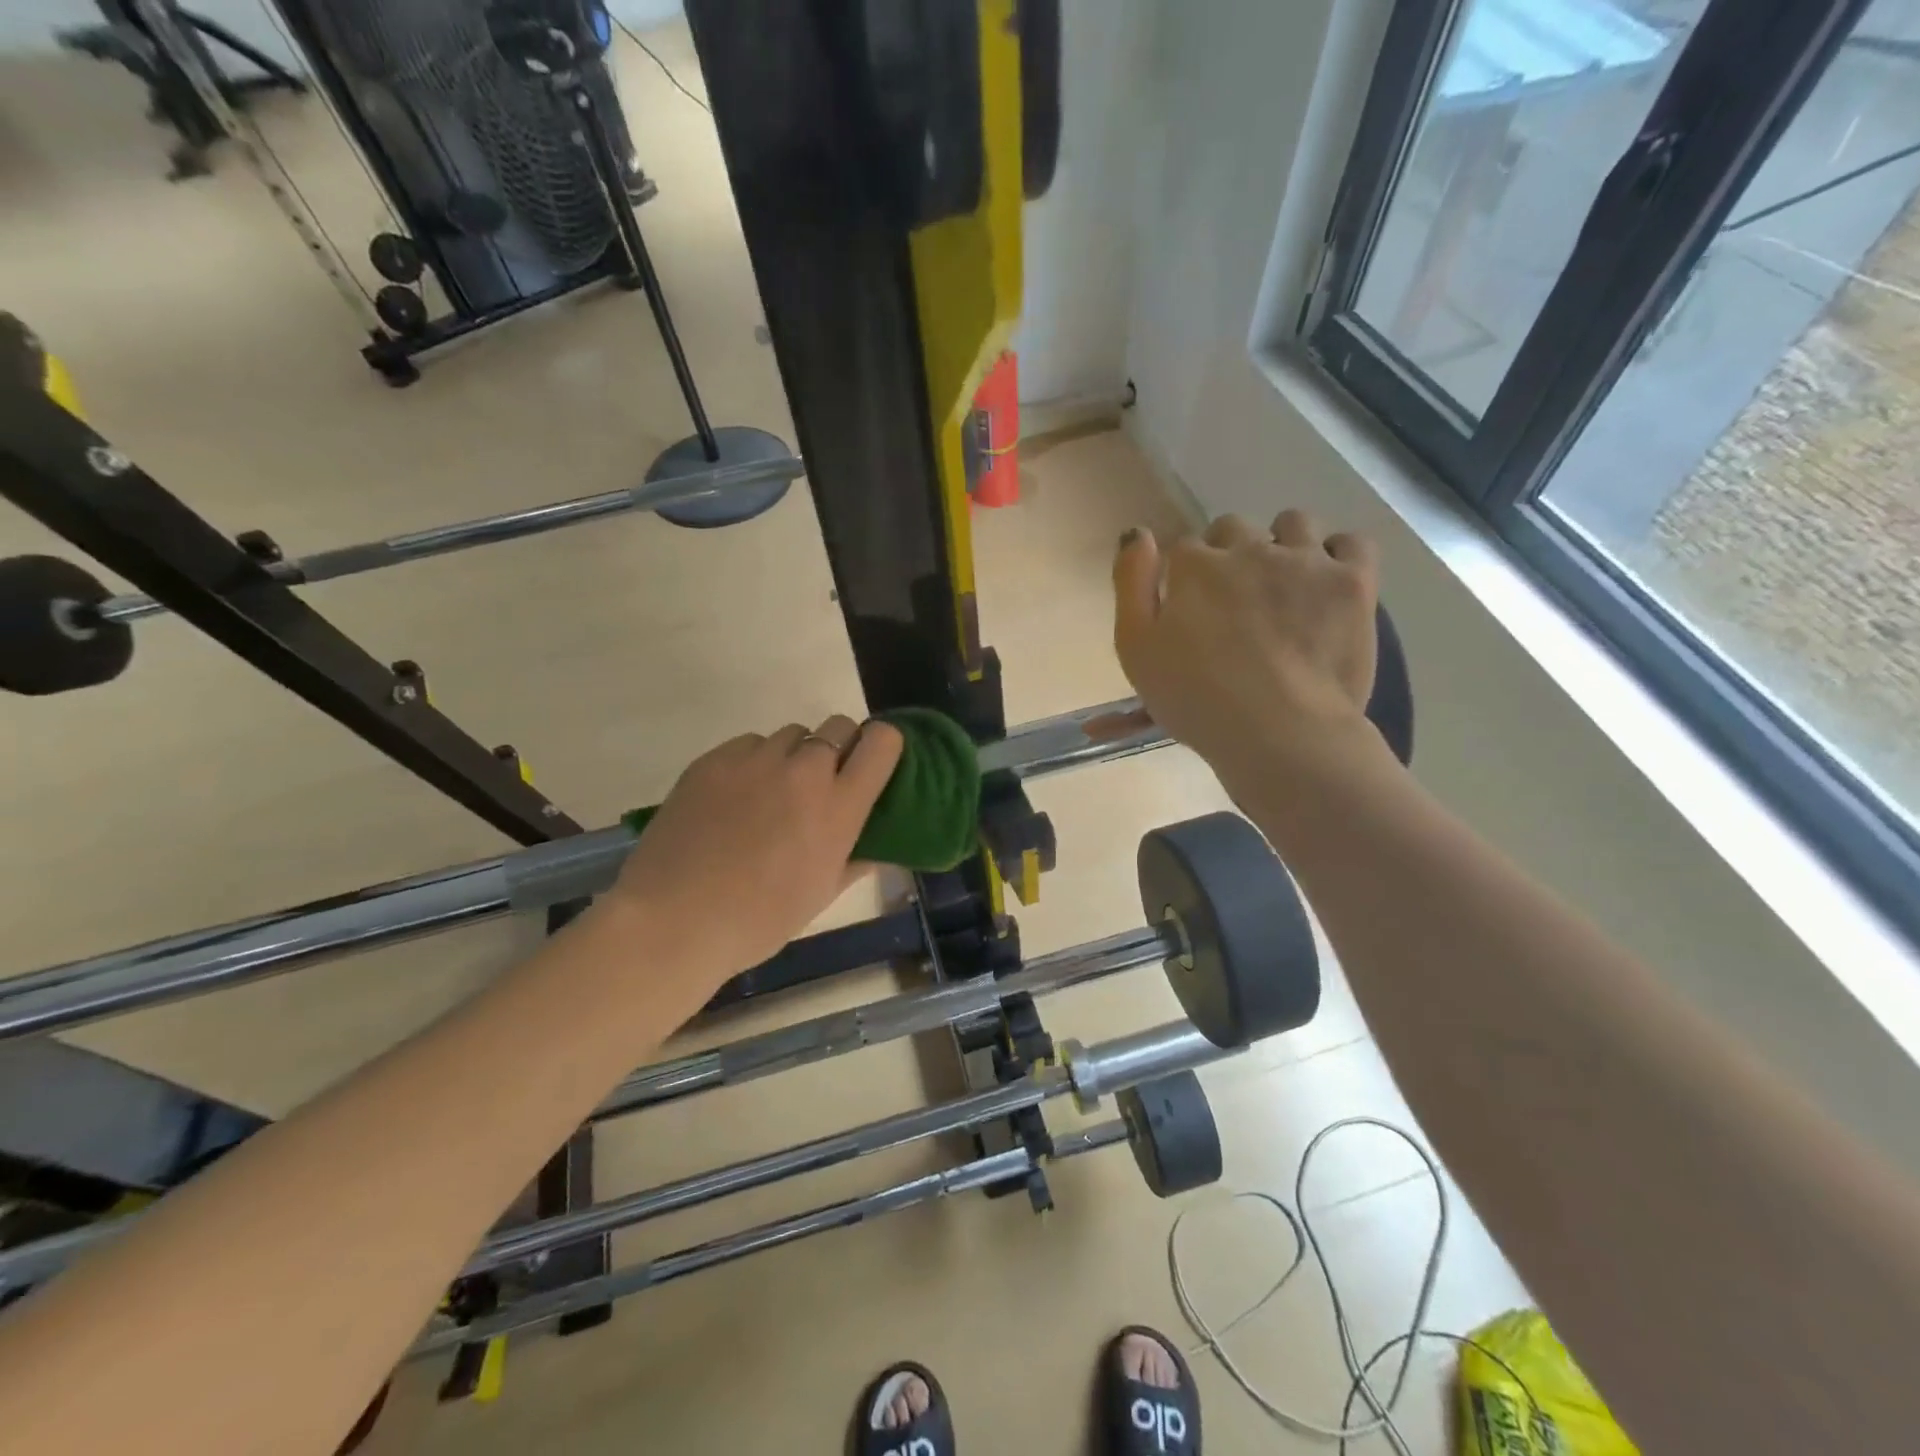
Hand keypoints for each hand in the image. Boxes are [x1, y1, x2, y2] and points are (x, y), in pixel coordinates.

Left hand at [605, 716, 904, 991]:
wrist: (673, 920)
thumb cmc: (758, 920)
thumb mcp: (820, 895)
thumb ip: (856, 861)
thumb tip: (878, 848)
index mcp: (839, 806)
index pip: (881, 742)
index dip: (883, 744)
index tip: (872, 764)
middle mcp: (804, 771)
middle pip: (838, 726)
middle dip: (839, 746)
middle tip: (821, 783)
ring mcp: (756, 760)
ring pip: (791, 733)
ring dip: (793, 755)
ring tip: (771, 792)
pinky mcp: (714, 758)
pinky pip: (748, 744)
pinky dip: (752, 761)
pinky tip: (734, 797)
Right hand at [1113, 511, 1384, 791]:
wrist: (1278, 732)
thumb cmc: (1196, 699)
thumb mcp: (1135, 649)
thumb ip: (1130, 585)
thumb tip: (1137, 533)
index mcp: (1194, 566)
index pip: (1184, 548)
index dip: (1185, 577)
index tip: (1189, 608)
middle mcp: (1249, 548)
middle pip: (1233, 528)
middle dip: (1229, 554)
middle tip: (1233, 602)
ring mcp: (1305, 561)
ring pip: (1293, 523)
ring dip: (1282, 544)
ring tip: (1283, 586)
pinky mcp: (1352, 581)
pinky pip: (1351, 542)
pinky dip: (1338, 555)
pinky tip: (1326, 582)